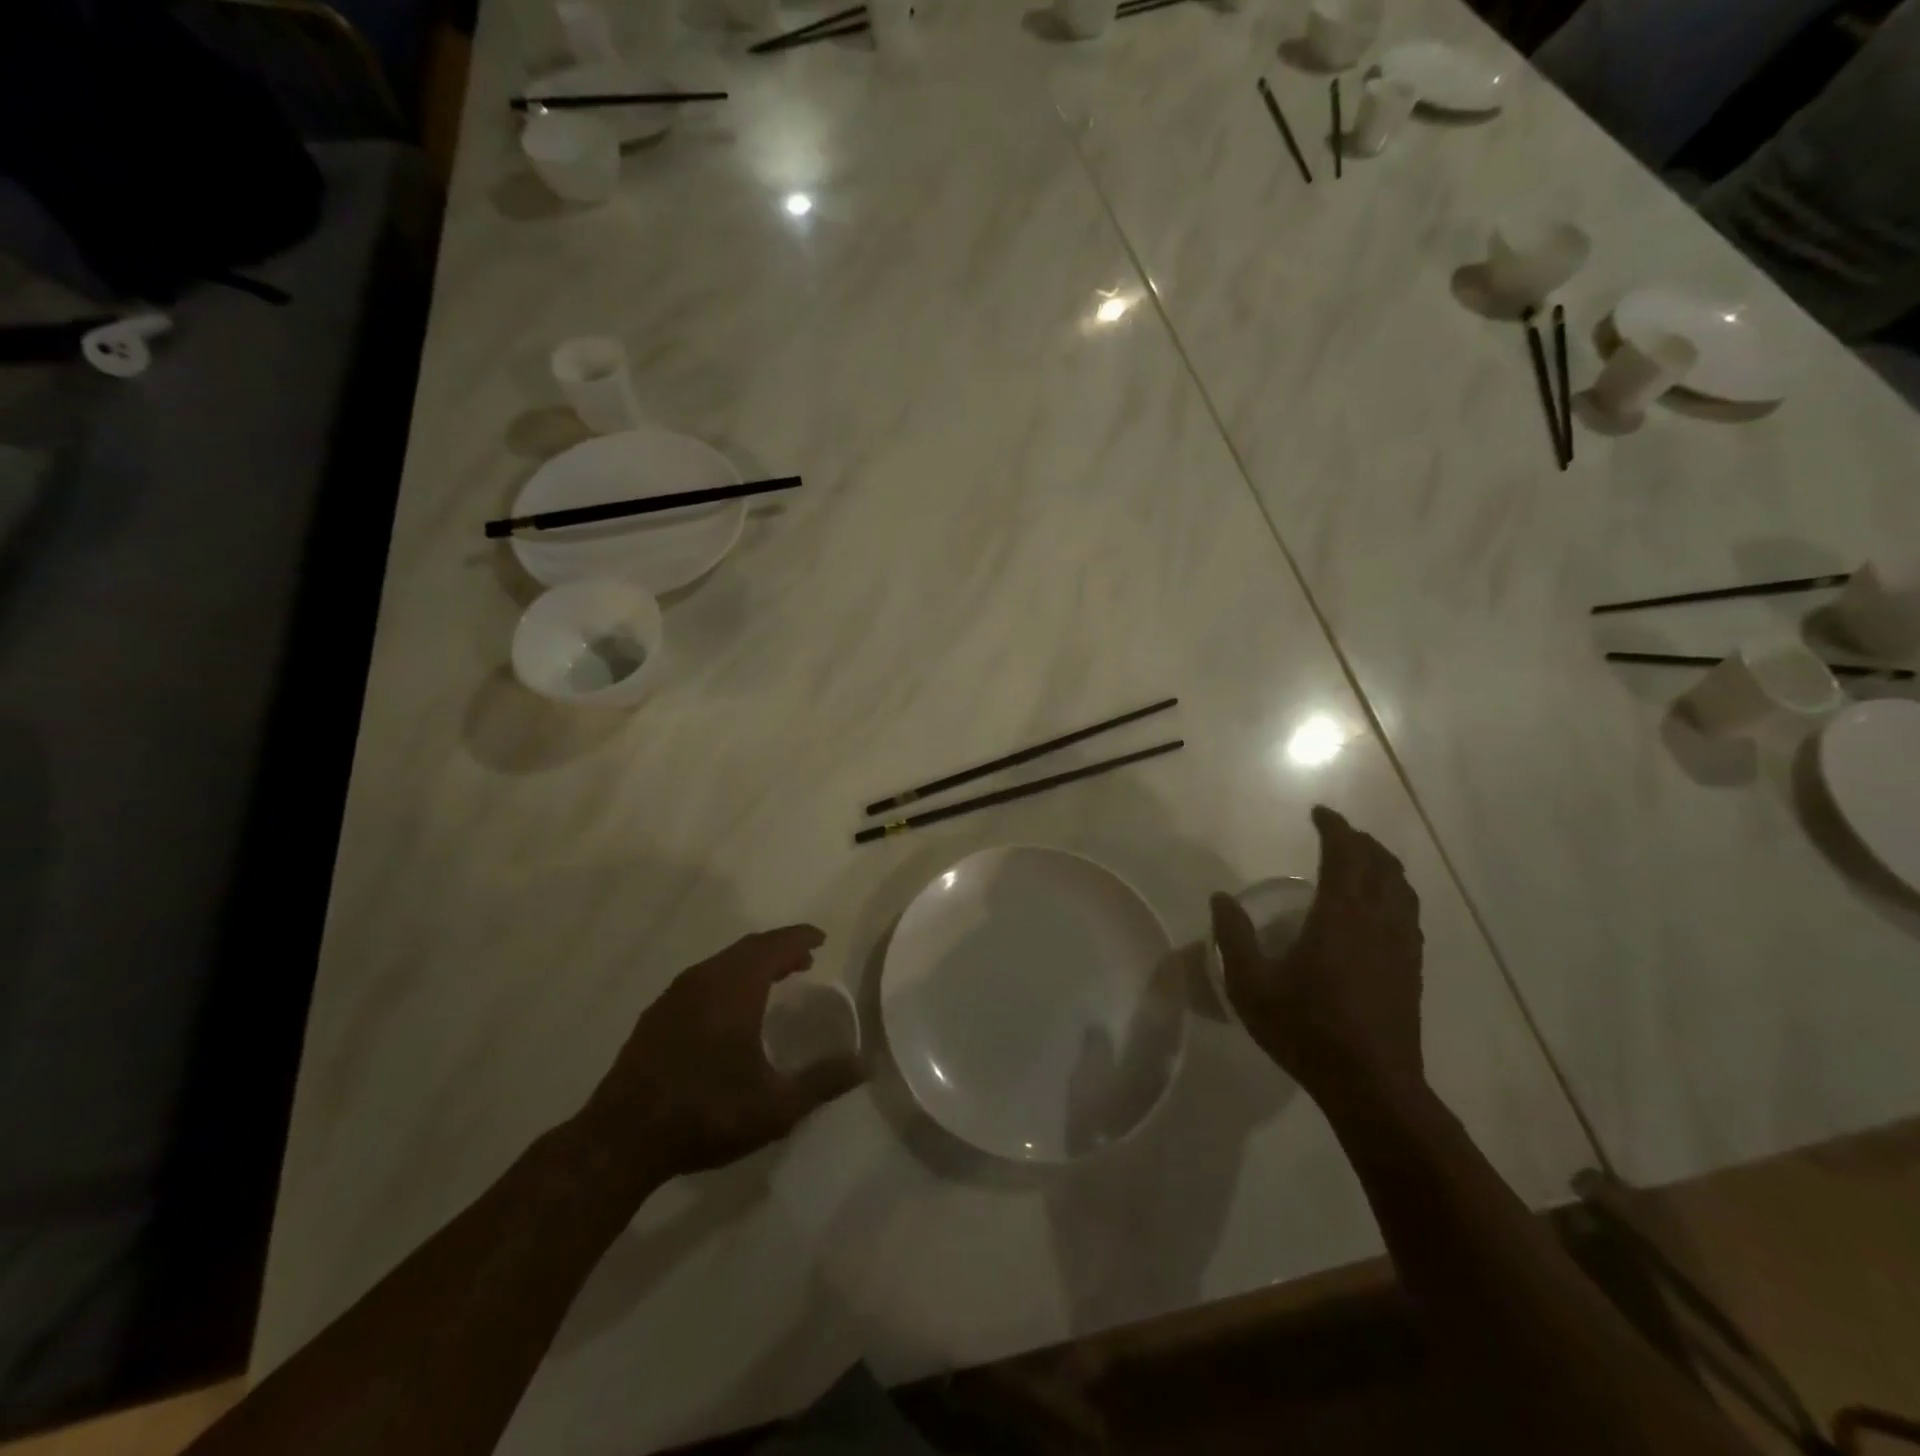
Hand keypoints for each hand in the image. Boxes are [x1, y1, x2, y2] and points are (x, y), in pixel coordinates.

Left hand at [586, 926, 864, 1178]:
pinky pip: (701, 981)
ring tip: (773, 982)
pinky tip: (729, 1011)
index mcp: (734, 988)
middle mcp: (703, 980)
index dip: (800, 938)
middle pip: (747, 949)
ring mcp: (674, 996)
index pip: (774, 946)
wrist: (621, 1141)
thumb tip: (865, 1064)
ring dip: (751, 965)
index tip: (820, 939)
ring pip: (721, 964)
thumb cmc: (707, 1113)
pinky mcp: (655, 1017)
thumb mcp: (776, 1106)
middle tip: (803, 960)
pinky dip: (726, 981)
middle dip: (778, 950)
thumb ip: (823, 1081)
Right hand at [1211, 806, 1424, 1098]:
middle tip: (1336, 834)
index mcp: (1341, 916)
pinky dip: (1394, 893)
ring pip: (1402, 887)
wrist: (1373, 1086)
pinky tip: (1380, 909)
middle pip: (1381, 864)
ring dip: (1382, 864)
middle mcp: (1378, 921)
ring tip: (1361, 862)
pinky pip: (1409, 913)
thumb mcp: (1252, 985)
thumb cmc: (1307, 1030)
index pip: (1345, 854)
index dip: (1334, 827)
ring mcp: (1401, 945)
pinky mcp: (1412, 969)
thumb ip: (1234, 937)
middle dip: (1361, 841)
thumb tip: (1220, 898)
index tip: (1318, 814)